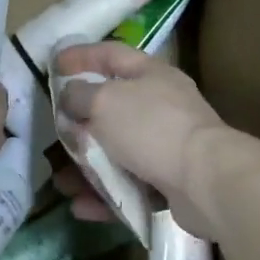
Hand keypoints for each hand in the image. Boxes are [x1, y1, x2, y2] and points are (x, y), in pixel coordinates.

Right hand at [52, 41, 231, 237]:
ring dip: (87, 165)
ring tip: (62, 182)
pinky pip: (128, 184)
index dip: (81, 55)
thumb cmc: (151, 128)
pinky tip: (81, 206)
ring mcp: (166, 144)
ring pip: (117, 151)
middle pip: (112, 107)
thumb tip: (69, 95)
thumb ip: (79, 95)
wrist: (206, 181)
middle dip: (80, 121)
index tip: (54, 64)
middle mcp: (161, 105)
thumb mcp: (104, 102)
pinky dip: (104, 194)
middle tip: (56, 130)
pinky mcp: (169, 181)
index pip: (110, 54)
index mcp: (150, 74)